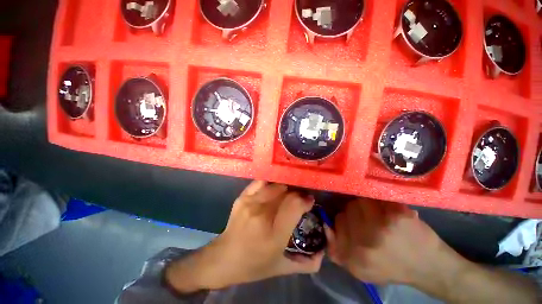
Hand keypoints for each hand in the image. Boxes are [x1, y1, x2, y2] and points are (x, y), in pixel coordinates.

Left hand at [166, 181, 323, 291]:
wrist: (224, 258)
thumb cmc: (254, 265)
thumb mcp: (282, 267)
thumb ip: (307, 263)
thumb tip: (324, 251)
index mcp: (274, 233)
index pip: (295, 204)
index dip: (305, 199)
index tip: (309, 201)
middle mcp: (262, 213)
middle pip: (286, 191)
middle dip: (297, 193)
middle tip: (299, 198)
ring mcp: (250, 202)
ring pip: (275, 184)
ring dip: (285, 187)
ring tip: (287, 194)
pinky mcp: (242, 197)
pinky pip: (261, 182)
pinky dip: (270, 182)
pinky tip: (274, 187)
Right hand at [326, 198, 459, 285]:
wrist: (429, 267)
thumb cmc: (391, 269)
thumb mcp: (358, 270)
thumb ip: (336, 250)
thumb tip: (325, 225)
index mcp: (354, 256)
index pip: (337, 221)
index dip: (344, 221)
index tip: (353, 225)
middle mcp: (366, 240)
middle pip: (348, 209)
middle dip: (355, 212)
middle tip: (367, 220)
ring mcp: (383, 225)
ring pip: (360, 200)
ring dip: (366, 206)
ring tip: (377, 215)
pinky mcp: (398, 214)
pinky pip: (377, 199)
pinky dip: (380, 203)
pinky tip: (388, 212)